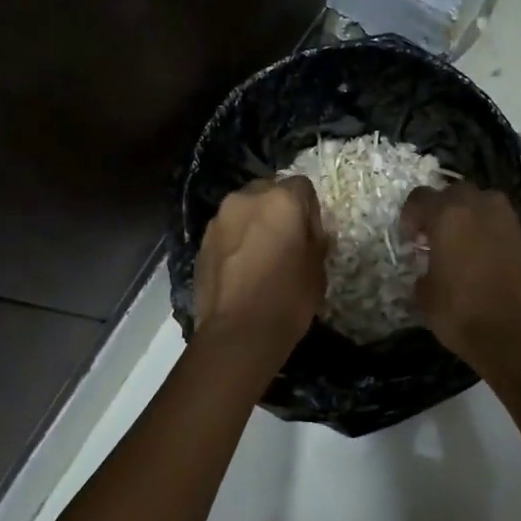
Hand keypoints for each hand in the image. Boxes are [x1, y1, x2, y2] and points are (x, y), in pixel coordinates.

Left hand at [194, 177, 326, 357]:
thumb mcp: (318, 269)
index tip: (311, 236)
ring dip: (254, 225)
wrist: (238, 333)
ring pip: (243, 211)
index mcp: (281, 199)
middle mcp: (246, 199)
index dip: (310, 210)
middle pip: (268, 192)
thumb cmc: (288, 298)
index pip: (303, 186)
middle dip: (278, 211)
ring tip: (261, 258)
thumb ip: (315, 241)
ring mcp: (219, 220)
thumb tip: (309, 234)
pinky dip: (236, 243)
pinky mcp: (201, 242)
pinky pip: (226, 233)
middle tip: (286, 242)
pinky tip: (242, 270)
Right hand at [400, 184, 520, 372]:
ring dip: (471, 215)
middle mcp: (480, 208)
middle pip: (456, 192)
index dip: (410, 215)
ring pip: (485, 202)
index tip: (410, 236)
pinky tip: (486, 258)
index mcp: (449, 216)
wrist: (514, 336)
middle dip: (443, 207)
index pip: (421, 197)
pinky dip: (491, 234)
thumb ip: (424, 271)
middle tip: (436, 234)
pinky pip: (503, 226)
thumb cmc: (460, 314)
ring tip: (463, 242)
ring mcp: (508, 222)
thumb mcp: (425, 295)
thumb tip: (431, 269)